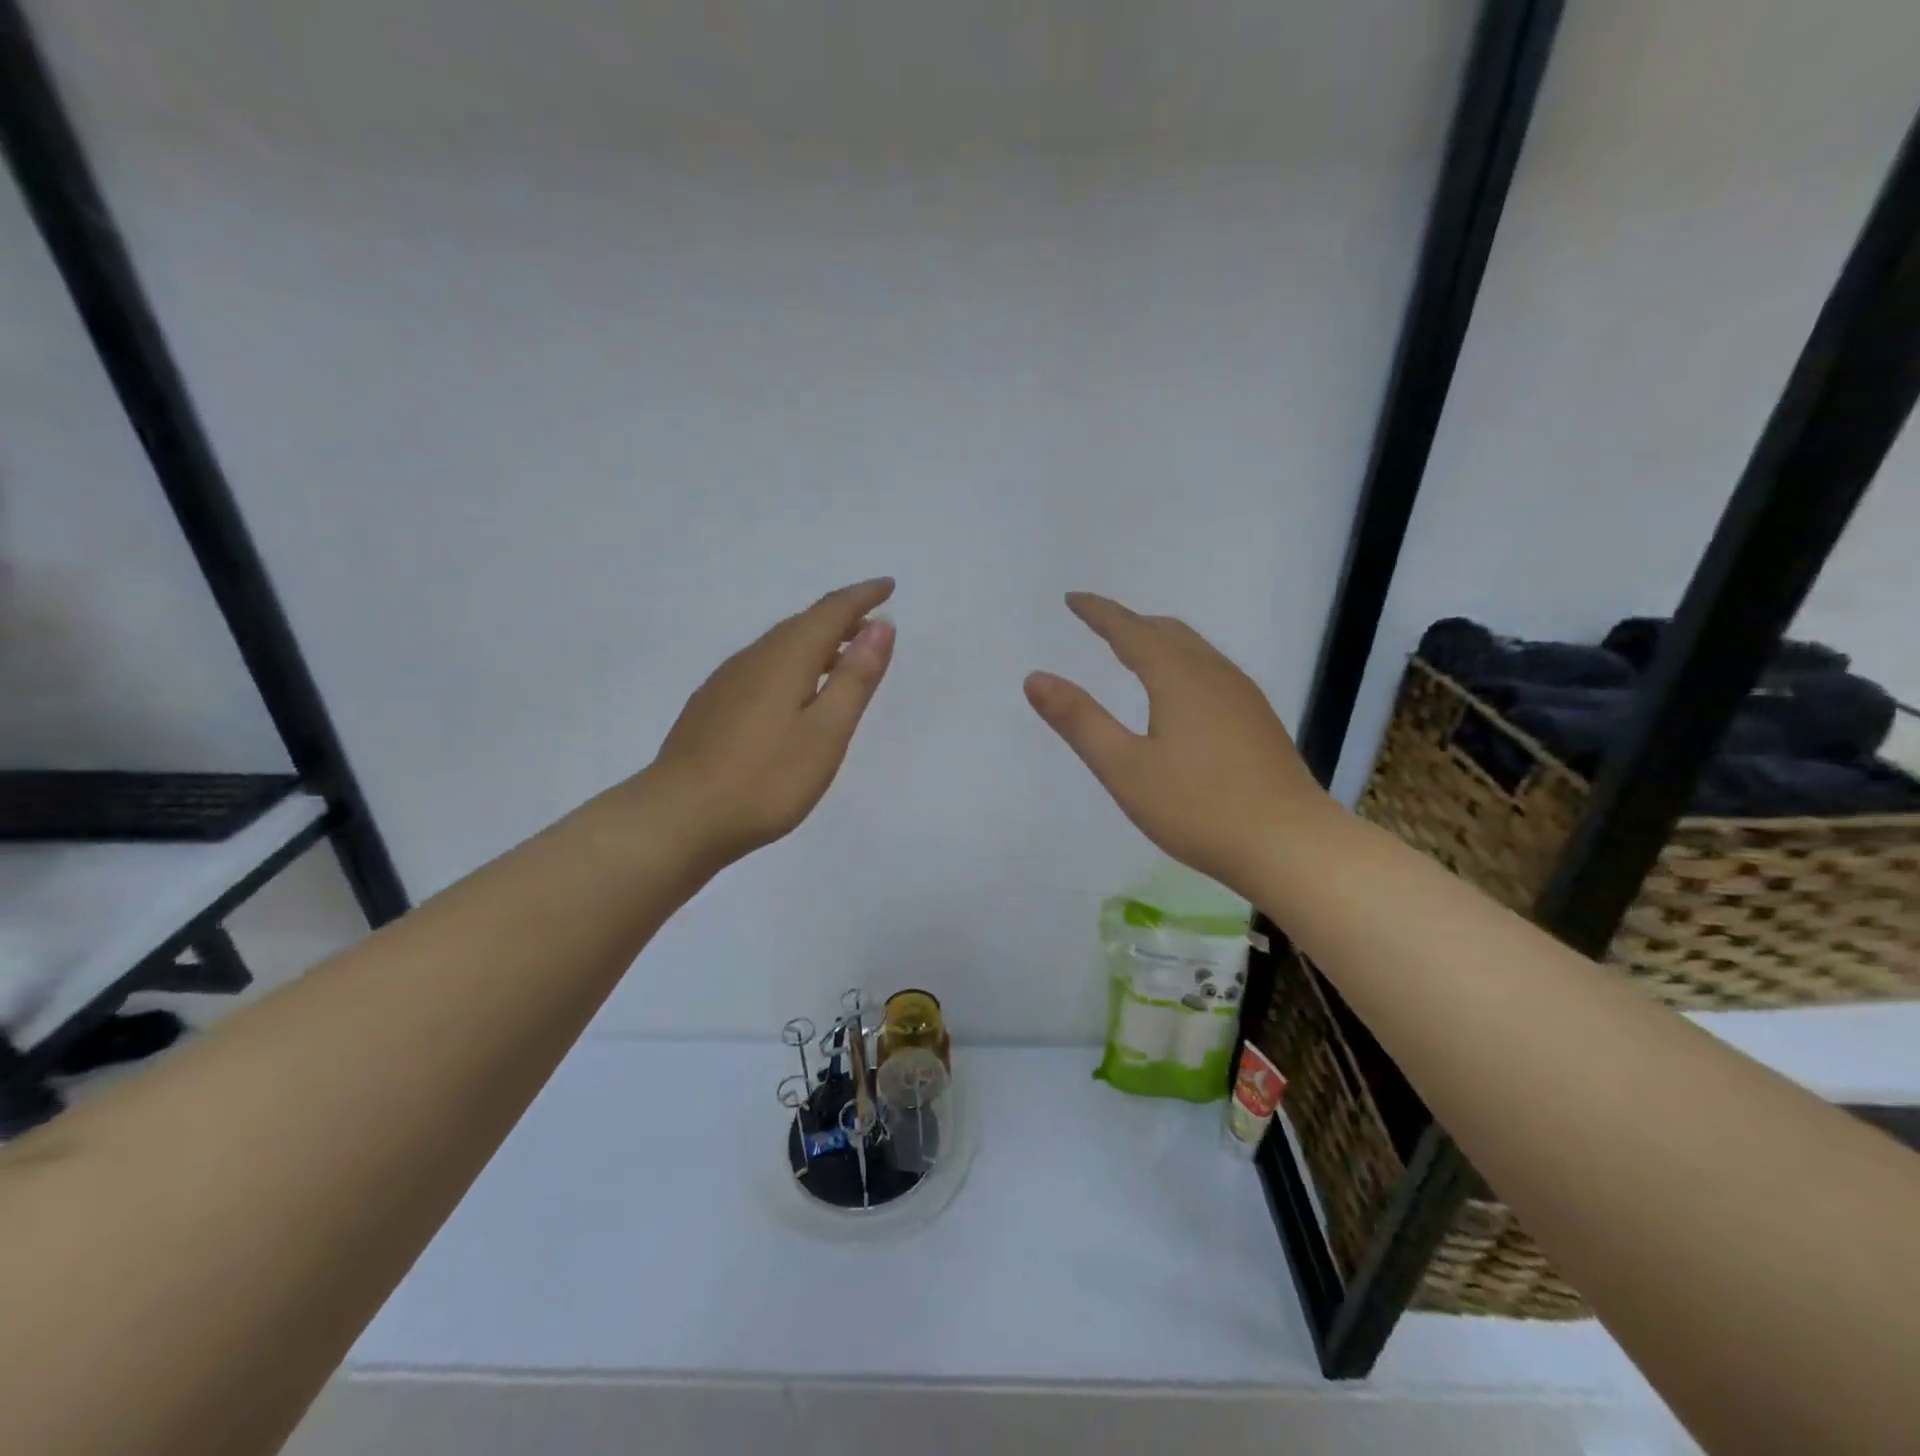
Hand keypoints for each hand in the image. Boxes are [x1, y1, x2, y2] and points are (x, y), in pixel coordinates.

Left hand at [646, 577, 895, 870]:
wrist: (678, 817)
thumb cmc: (765, 780)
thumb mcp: (826, 732)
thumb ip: (854, 678)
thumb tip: (881, 626)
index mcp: (785, 658)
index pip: (831, 611)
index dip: (863, 596)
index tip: (889, 586)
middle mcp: (753, 658)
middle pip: (802, 624)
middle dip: (840, 617)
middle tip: (871, 624)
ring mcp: (726, 682)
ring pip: (779, 646)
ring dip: (815, 642)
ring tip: (840, 657)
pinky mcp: (711, 706)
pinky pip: (761, 667)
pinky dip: (790, 664)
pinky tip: (792, 692)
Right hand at [1024, 592, 1328, 895]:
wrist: (1290, 845)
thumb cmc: (1198, 808)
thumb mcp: (1124, 768)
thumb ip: (1079, 721)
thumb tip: (1035, 677)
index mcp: (1178, 678)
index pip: (1130, 630)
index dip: (1099, 612)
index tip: (1072, 599)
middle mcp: (1214, 675)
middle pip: (1167, 632)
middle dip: (1130, 623)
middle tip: (1099, 624)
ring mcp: (1243, 697)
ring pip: (1194, 650)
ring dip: (1159, 641)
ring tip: (1133, 652)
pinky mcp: (1258, 720)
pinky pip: (1211, 671)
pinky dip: (1181, 663)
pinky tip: (1179, 695)